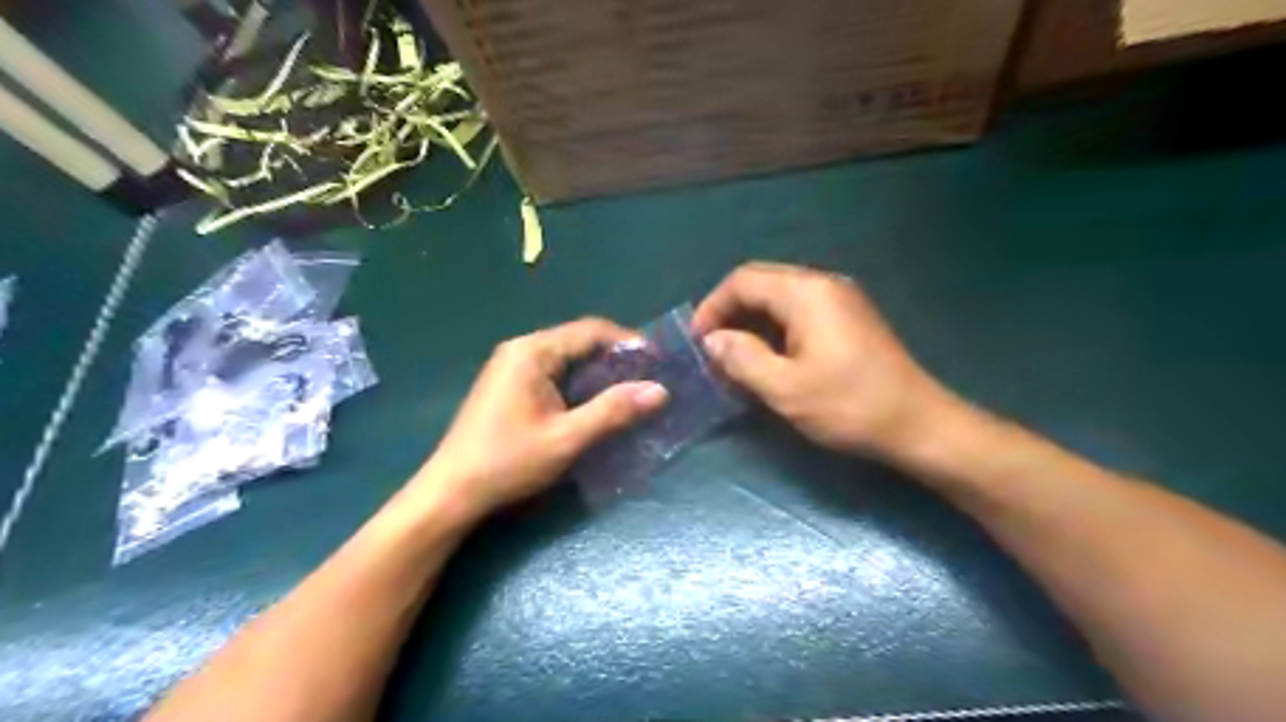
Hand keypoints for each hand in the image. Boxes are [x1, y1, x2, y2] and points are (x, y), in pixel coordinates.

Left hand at [413, 315, 672, 525]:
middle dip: (615, 358)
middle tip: (647, 380)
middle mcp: (521, 350)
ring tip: (628, 393)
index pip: (590, 330)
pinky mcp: (508, 386)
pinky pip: (553, 373)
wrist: (451, 492)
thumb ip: (613, 411)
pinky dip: (578, 383)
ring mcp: (511, 367)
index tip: (657, 361)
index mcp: (533, 352)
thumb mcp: (567, 439)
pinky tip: (594, 404)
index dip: (627, 341)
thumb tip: (659, 390)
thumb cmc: (508, 462)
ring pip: (566, 358)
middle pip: (578, 341)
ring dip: (597, 372)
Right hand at [693, 263, 951, 459]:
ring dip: (752, 320)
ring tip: (734, 355)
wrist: (918, 424)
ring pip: (780, 296)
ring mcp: (840, 299)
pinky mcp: (850, 317)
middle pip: (761, 282)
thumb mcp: (785, 388)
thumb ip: (742, 358)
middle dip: (730, 311)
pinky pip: (799, 310)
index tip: (697, 341)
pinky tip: (768, 356)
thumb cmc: (849, 406)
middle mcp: (823, 284)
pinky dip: (775, 327)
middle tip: (712, 348)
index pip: (743, 281)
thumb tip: (713, 340)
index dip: (713, 307)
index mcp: (806, 293)